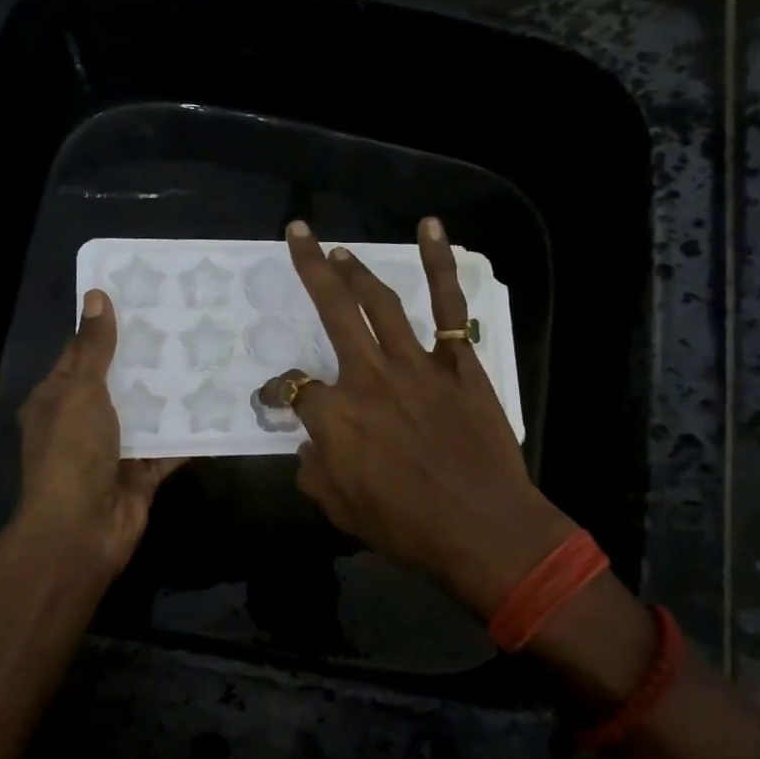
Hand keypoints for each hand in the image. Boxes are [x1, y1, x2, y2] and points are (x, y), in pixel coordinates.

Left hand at [17, 289, 183, 575]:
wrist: (82, 530)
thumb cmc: (72, 454)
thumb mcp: (80, 392)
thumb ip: (94, 348)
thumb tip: (97, 295)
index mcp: (57, 399)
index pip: (82, 354)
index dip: (108, 327)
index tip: (143, 299)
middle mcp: (84, 421)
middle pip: (120, 381)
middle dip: (148, 357)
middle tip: (187, 321)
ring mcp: (115, 448)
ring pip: (148, 412)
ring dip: (172, 392)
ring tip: (209, 354)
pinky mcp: (142, 472)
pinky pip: (170, 446)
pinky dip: (190, 431)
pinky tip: (219, 405)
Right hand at [271, 218, 576, 617]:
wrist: (483, 528)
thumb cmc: (407, 527)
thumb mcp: (341, 510)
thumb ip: (316, 473)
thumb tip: (309, 449)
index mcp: (334, 417)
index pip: (293, 389)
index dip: (278, 393)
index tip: (276, 400)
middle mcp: (368, 377)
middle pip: (332, 311)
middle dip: (309, 268)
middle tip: (298, 234)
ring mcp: (416, 364)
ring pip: (381, 303)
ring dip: (358, 271)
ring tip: (340, 251)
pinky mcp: (459, 363)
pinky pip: (450, 307)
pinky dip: (441, 265)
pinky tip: (431, 229)